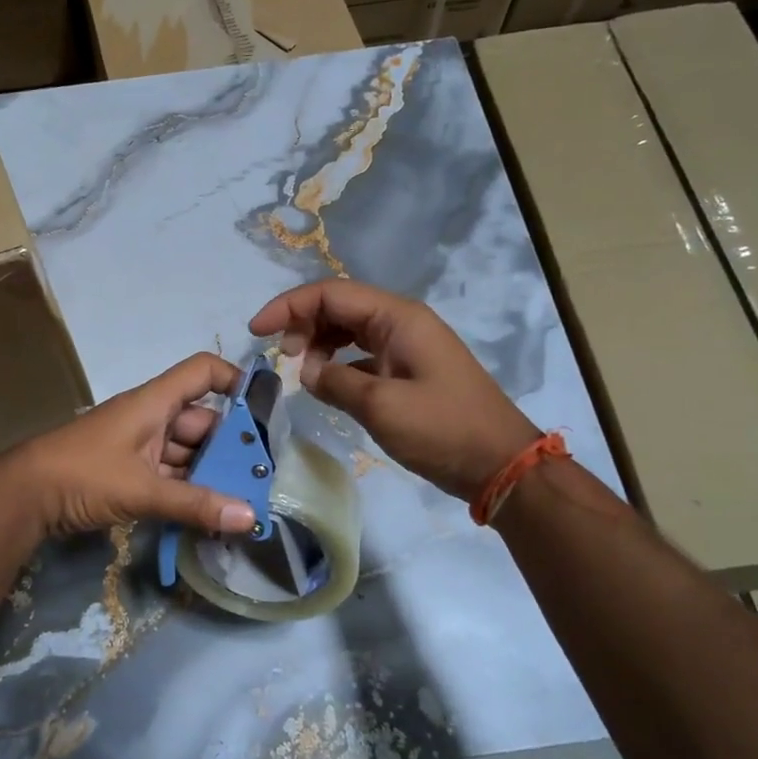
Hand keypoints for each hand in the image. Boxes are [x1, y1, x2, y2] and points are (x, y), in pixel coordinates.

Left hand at [0, 353, 259, 538]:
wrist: (24, 496)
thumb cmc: (83, 474)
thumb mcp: (141, 489)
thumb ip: (195, 504)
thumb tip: (250, 518)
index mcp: (155, 402)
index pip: (202, 371)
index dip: (234, 380)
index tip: (263, 410)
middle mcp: (152, 418)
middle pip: (203, 421)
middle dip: (231, 447)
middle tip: (263, 478)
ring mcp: (140, 446)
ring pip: (188, 453)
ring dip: (212, 474)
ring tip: (245, 501)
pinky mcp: (130, 472)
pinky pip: (171, 475)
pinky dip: (190, 491)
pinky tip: (212, 514)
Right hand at [249, 280, 540, 503]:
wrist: (500, 464)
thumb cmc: (443, 429)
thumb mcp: (381, 406)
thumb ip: (335, 382)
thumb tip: (308, 371)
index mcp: (397, 318)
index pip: (331, 293)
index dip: (288, 306)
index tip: (257, 331)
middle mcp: (401, 322)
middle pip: (338, 307)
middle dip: (302, 324)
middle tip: (282, 358)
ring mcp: (406, 346)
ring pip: (349, 330)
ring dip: (319, 343)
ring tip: (302, 372)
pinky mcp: (408, 371)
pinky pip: (362, 355)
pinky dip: (338, 364)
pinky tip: (326, 386)